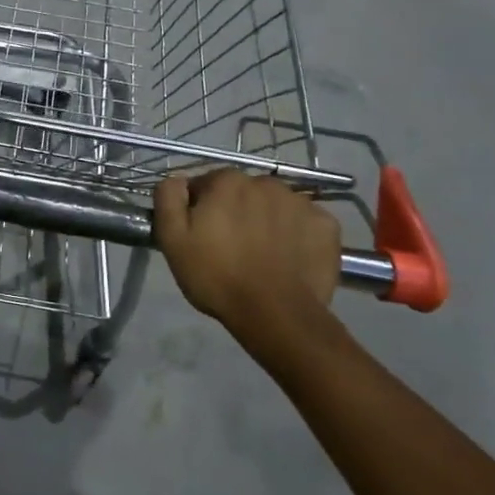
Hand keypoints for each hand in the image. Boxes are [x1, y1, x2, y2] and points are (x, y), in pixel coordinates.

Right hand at [154, 170, 341, 352]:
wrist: (275, 314)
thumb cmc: (216, 276)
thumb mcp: (172, 239)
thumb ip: (168, 198)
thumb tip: (177, 179)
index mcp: (227, 181)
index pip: (206, 185)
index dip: (200, 209)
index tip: (201, 234)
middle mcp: (265, 182)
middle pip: (242, 192)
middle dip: (234, 211)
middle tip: (230, 247)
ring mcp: (301, 202)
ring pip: (274, 205)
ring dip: (265, 220)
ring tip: (262, 254)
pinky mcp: (326, 225)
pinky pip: (304, 222)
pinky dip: (296, 233)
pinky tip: (288, 257)